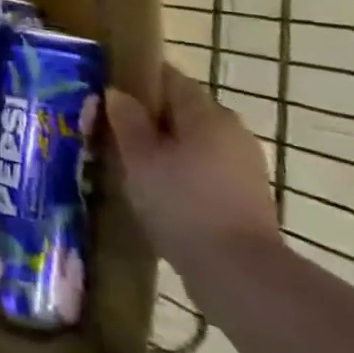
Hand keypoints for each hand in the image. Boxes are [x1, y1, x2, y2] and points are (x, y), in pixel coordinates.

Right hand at [107, 62, 278, 273]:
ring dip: (164, 149)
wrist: (240, 275)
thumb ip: (126, 120)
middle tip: (111, 134)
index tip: (107, 93)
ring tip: (129, 167)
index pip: (168, 77)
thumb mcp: (139, 157)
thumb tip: (117, 93)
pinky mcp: (246, 198)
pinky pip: (204, 171)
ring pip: (193, 143)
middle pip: (181, 111)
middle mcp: (231, 130)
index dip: (135, 80)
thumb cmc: (182, 203)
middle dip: (148, 119)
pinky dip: (181, 175)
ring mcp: (244, 166)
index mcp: (206, 112)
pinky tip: (158, 195)